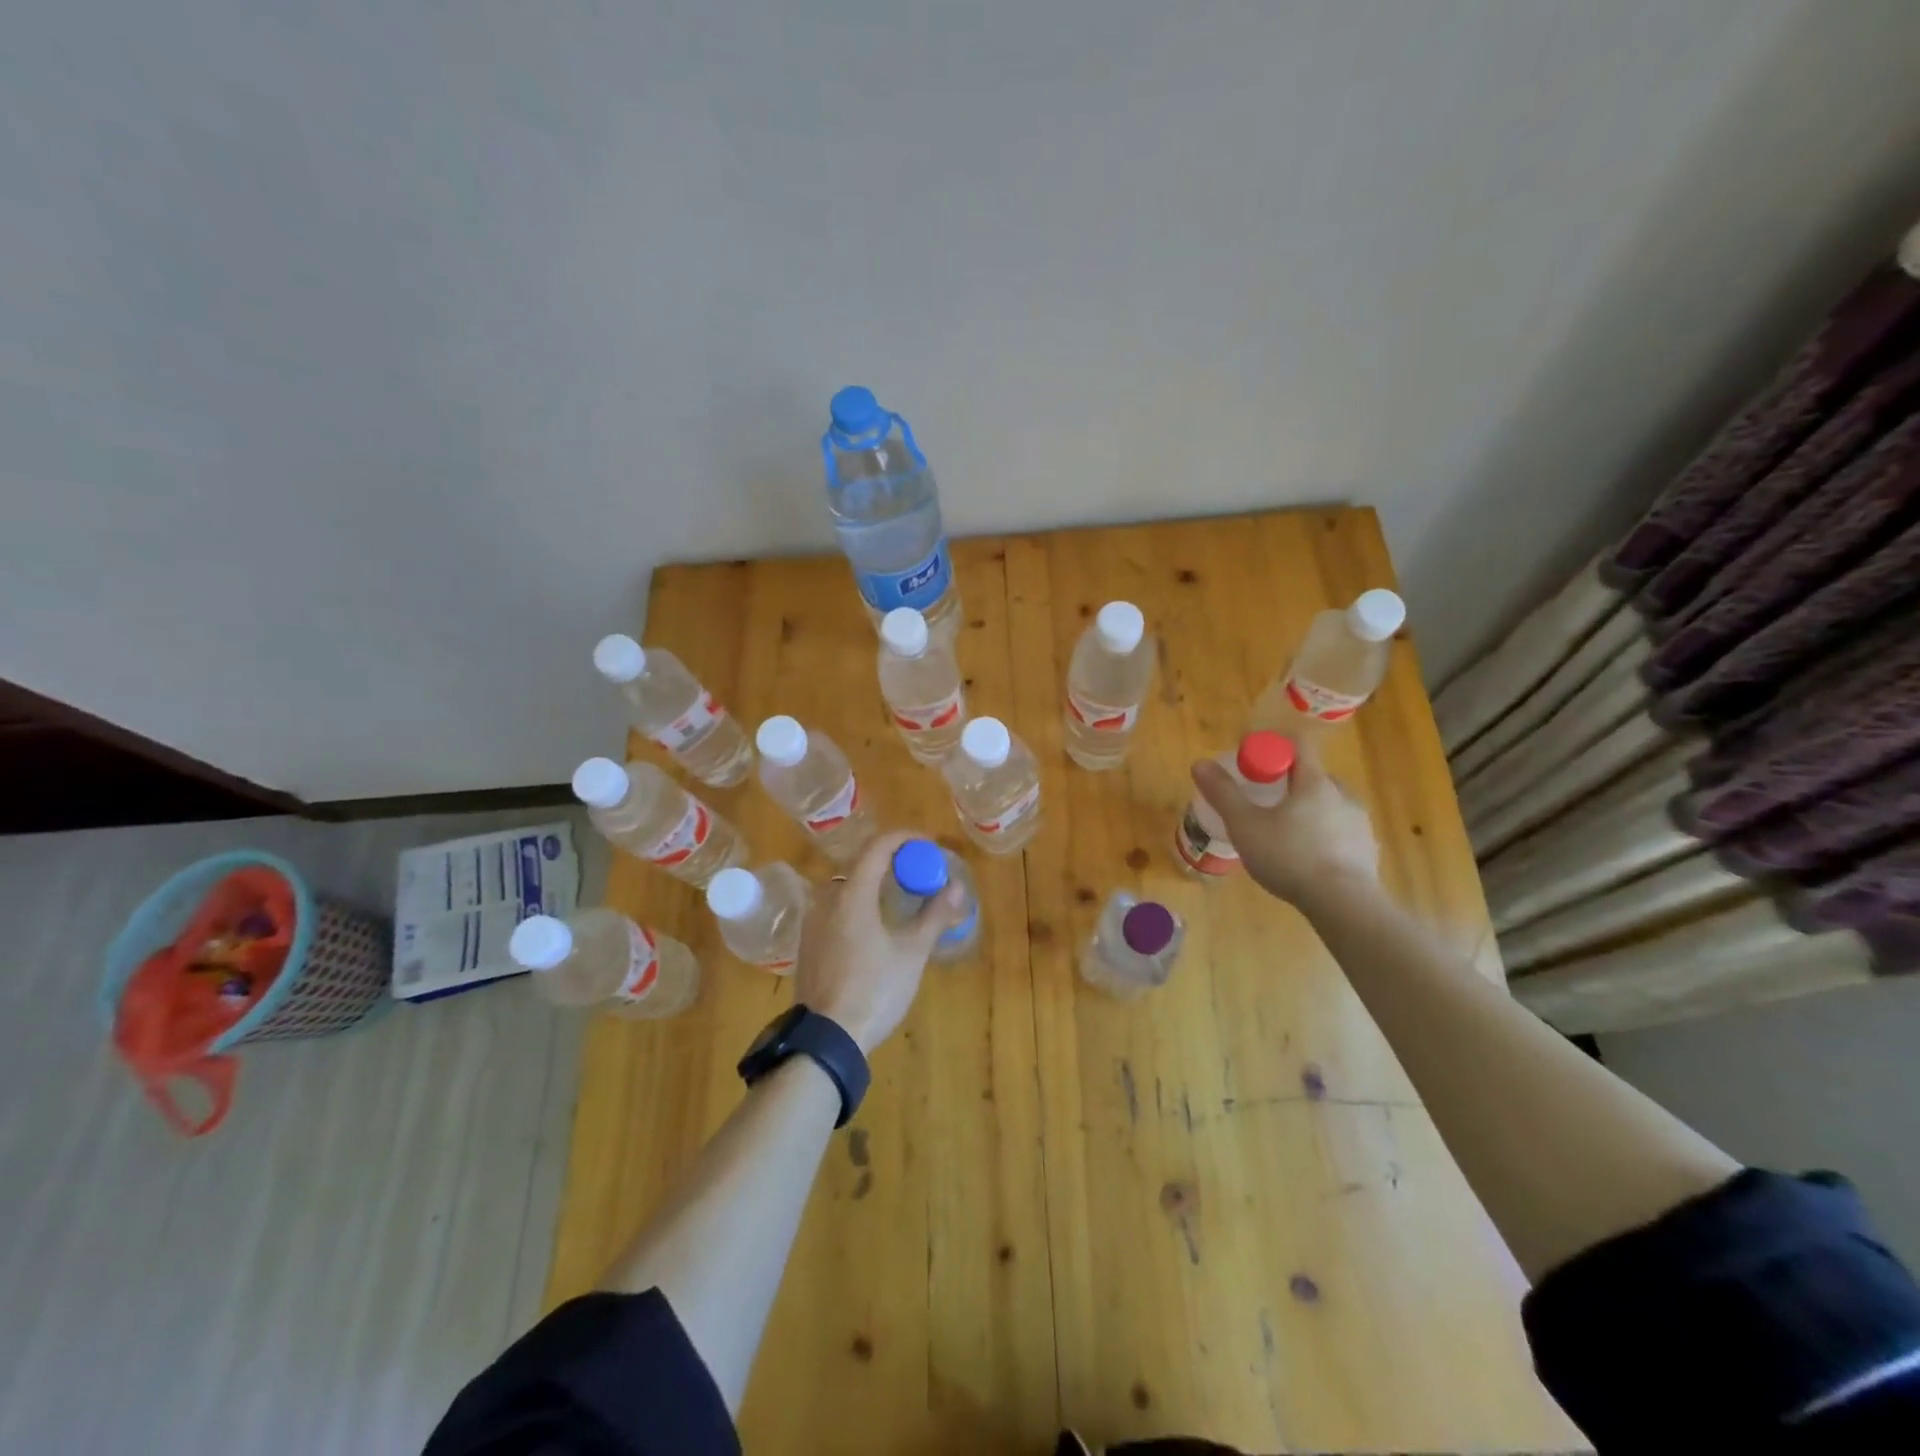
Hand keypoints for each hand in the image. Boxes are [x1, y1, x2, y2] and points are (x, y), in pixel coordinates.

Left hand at [792, 831, 966, 1055]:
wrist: (827, 1039)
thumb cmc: (874, 990)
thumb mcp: (912, 953)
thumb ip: (934, 915)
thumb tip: (957, 887)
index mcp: (852, 895)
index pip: (877, 848)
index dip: (904, 839)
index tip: (927, 844)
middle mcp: (826, 900)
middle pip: (859, 864)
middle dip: (890, 860)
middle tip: (917, 870)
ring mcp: (812, 922)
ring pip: (845, 887)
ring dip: (872, 881)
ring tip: (898, 894)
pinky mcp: (807, 943)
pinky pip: (835, 908)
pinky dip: (857, 902)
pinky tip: (873, 923)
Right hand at [1191, 750, 1379, 912]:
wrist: (1344, 905)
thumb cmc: (1290, 857)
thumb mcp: (1245, 825)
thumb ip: (1223, 793)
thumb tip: (1200, 763)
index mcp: (1314, 782)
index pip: (1297, 746)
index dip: (1273, 749)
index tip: (1252, 766)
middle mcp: (1343, 795)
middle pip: (1312, 776)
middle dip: (1288, 784)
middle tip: (1263, 803)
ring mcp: (1360, 823)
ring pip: (1328, 805)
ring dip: (1307, 811)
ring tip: (1283, 836)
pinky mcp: (1368, 850)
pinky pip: (1341, 832)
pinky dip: (1323, 837)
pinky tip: (1306, 859)